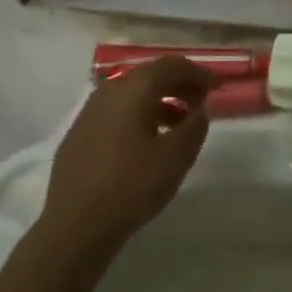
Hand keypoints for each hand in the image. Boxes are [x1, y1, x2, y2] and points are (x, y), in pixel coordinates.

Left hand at [40, 57, 214, 258]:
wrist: (74, 226)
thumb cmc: (131, 185)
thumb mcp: (175, 157)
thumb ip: (194, 127)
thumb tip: (199, 110)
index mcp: (134, 88)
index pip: (171, 66)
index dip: (198, 73)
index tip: (217, 86)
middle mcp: (110, 90)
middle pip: (150, 76)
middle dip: (179, 85)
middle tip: (201, 103)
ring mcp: (90, 112)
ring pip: (132, 95)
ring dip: (159, 102)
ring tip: (179, 126)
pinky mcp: (79, 134)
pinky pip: (116, 113)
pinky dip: (138, 116)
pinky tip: (147, 142)